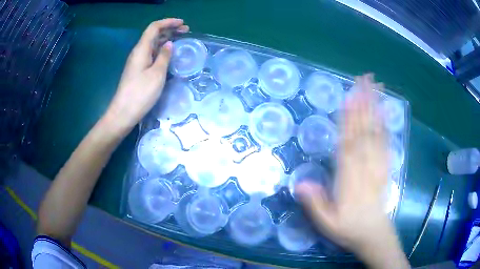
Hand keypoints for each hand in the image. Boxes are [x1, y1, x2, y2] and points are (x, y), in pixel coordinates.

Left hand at [104, 18, 188, 131]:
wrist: (123, 113)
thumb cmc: (140, 93)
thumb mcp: (157, 74)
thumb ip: (164, 56)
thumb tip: (169, 44)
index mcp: (141, 49)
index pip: (154, 28)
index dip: (168, 22)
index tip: (183, 23)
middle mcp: (138, 52)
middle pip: (153, 34)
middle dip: (170, 29)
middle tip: (186, 31)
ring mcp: (137, 62)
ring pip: (153, 44)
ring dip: (166, 39)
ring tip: (181, 39)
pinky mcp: (138, 70)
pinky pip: (151, 54)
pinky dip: (162, 50)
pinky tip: (169, 54)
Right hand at [297, 74, 389, 250]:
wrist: (373, 234)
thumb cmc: (348, 228)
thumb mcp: (327, 224)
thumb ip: (315, 204)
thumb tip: (299, 184)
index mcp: (349, 179)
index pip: (348, 144)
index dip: (348, 119)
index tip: (348, 97)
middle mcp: (365, 167)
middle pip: (364, 130)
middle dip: (364, 103)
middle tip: (363, 78)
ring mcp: (377, 165)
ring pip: (376, 132)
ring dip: (375, 107)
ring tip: (374, 85)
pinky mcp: (385, 166)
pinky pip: (385, 142)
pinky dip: (385, 124)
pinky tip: (385, 110)